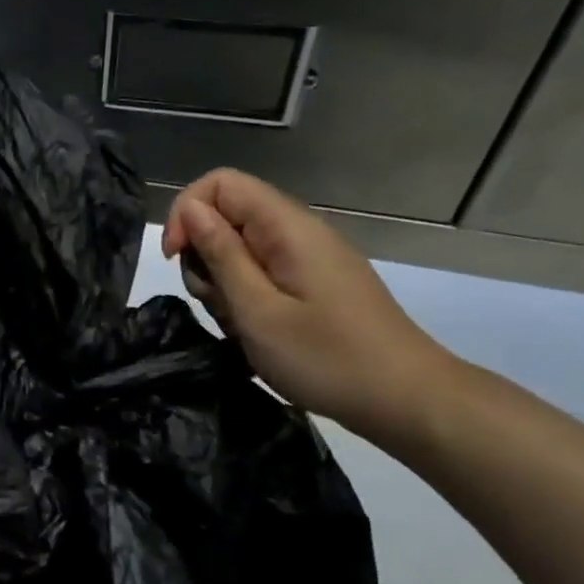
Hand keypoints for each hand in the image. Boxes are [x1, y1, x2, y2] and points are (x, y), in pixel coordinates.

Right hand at [162, 169, 456, 445]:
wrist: (406, 400)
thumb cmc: (326, 358)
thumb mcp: (258, 310)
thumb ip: (221, 255)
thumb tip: (190, 209)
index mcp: (288, 227)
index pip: (220, 183)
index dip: (187, 213)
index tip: (177, 260)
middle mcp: (299, 231)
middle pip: (228, 214)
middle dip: (203, 254)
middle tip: (215, 303)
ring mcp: (308, 257)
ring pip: (240, 247)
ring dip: (223, 281)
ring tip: (240, 324)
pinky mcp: (313, 281)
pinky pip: (262, 271)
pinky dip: (245, 295)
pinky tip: (256, 329)